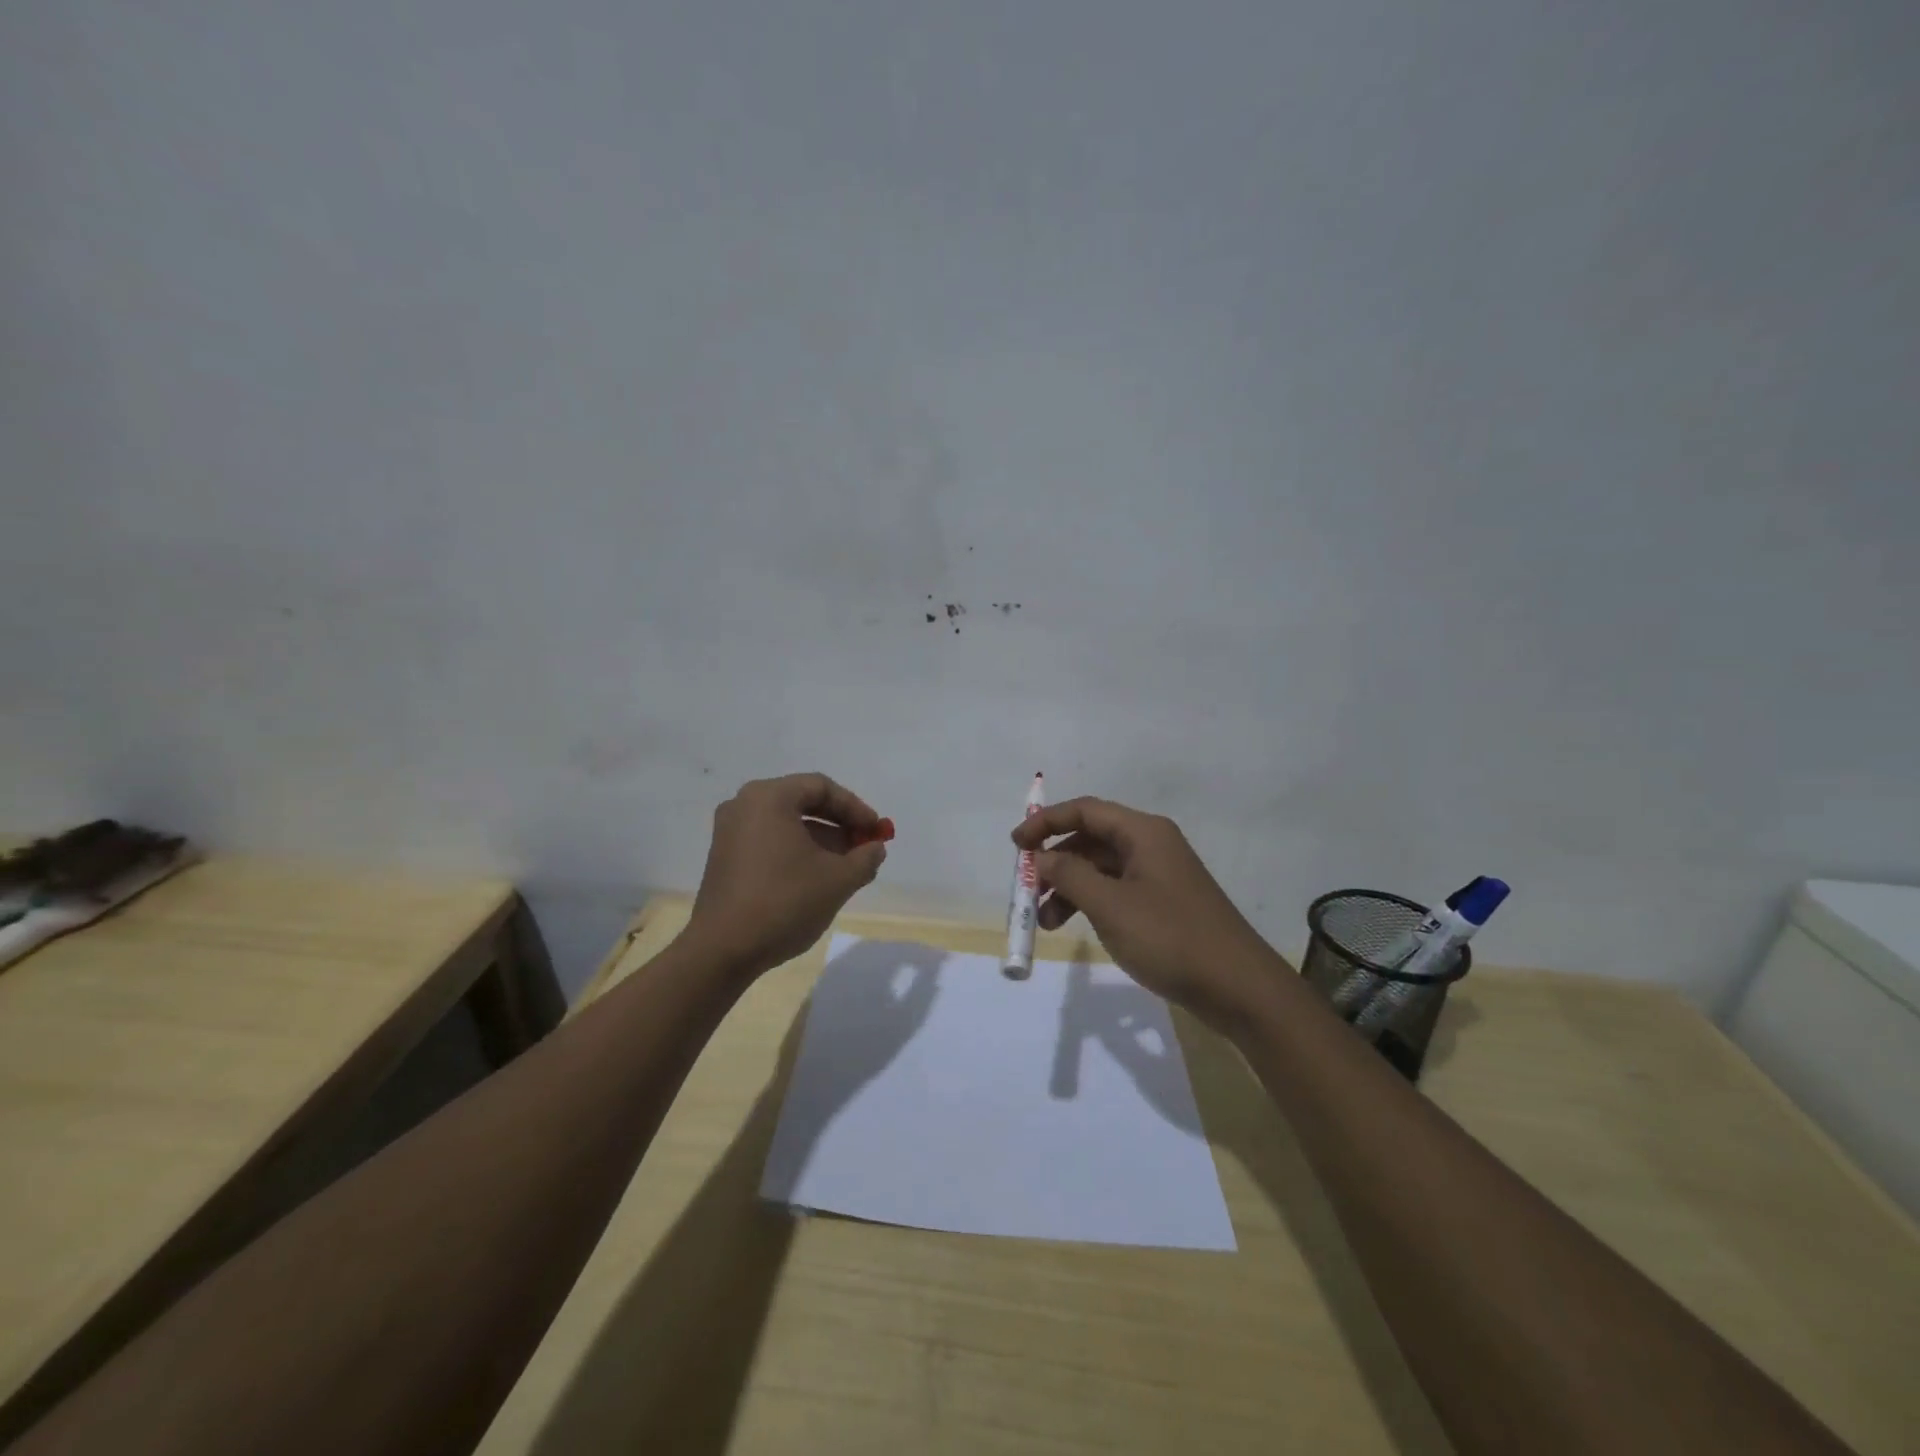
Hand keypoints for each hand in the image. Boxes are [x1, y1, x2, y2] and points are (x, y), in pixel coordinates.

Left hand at [686, 774, 887, 978]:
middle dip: (839, 823)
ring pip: (786, 824)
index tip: (876, 831)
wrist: (723, 950)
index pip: (821, 787)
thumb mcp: (838, 880)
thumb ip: (865, 858)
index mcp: (769, 798)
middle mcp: (744, 805)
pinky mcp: (725, 857)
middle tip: (864, 845)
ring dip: (820, 839)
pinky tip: (816, 878)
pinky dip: (796, 851)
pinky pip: (769, 841)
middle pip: (802, 802)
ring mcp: (730, 832)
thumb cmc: (784, 902)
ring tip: (846, 867)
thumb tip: (875, 848)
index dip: (855, 807)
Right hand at [1013, 798, 1280, 1030]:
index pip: (1085, 810)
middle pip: (1091, 839)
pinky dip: (1091, 904)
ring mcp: (1159, 875)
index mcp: (1143, 832)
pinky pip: (1116, 891)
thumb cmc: (1171, 938)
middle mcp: (1151, 845)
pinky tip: (1077, 927)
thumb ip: (1069, 876)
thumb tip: (1042, 858)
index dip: (1046, 823)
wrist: (1239, 988)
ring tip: (1047, 924)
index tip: (1016, 846)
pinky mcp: (1163, 903)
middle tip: (1029, 890)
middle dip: (1056, 862)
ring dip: (1070, 889)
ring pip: (1101, 869)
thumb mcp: (1110, 906)